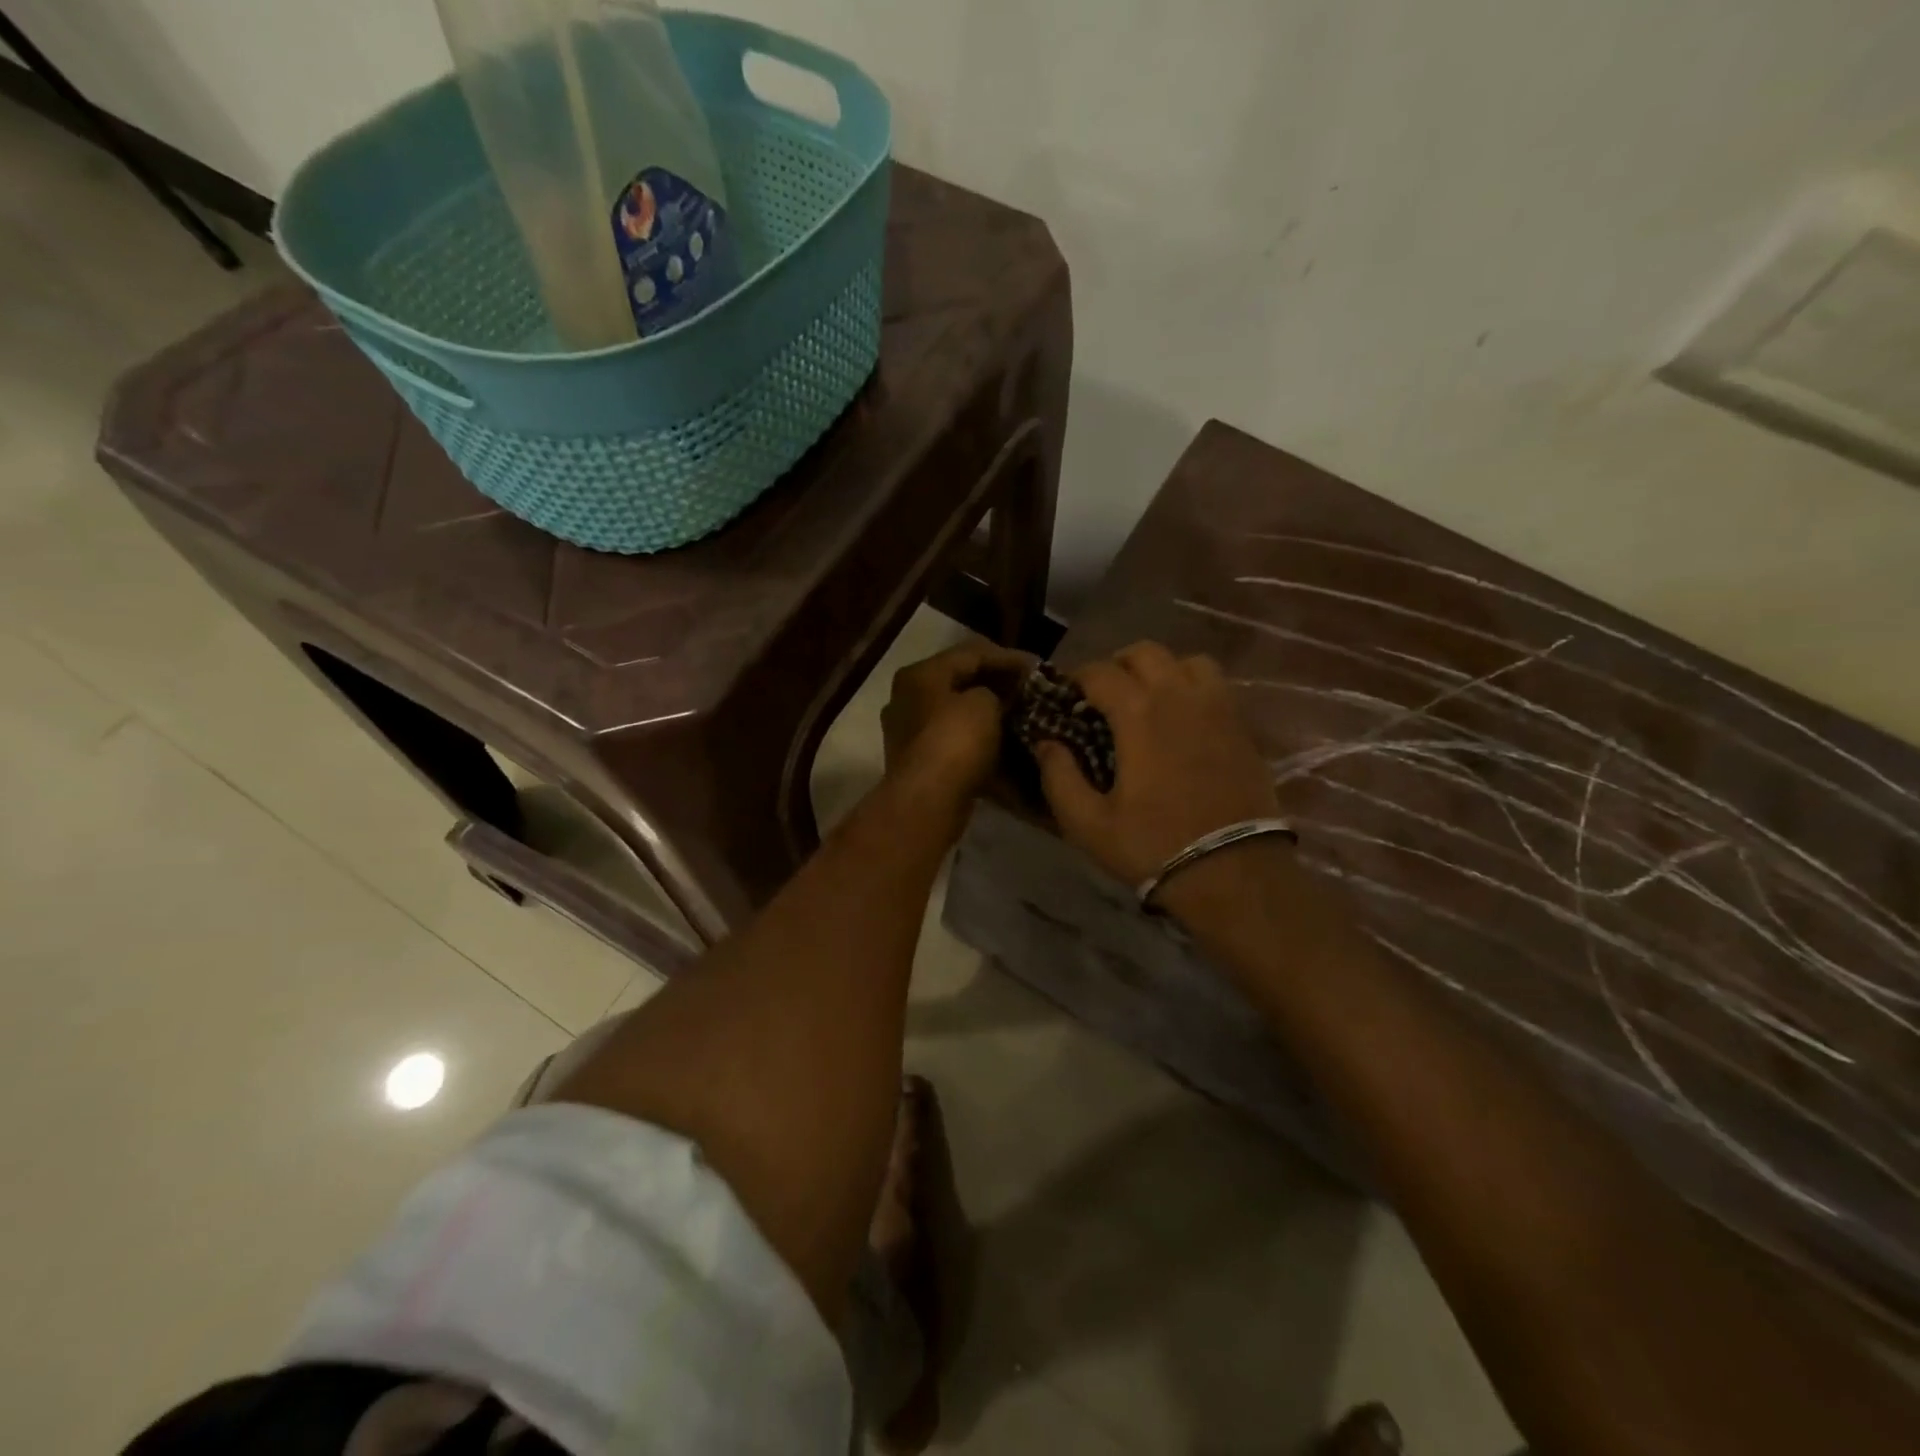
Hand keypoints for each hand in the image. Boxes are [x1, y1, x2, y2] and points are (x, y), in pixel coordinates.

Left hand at [882, 642, 1032, 800]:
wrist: (928, 801)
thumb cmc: (956, 742)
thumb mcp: (986, 703)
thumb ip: (996, 690)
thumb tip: (1000, 698)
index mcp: (921, 674)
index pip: (971, 653)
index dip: (1008, 657)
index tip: (1037, 668)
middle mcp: (908, 697)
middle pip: (960, 682)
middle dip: (996, 685)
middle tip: (1029, 691)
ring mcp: (910, 731)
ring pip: (957, 713)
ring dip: (987, 713)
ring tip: (1020, 716)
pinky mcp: (919, 761)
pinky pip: (954, 740)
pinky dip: (978, 739)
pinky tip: (1004, 744)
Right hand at [1035, 642, 1280, 886]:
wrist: (1233, 873)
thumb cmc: (1153, 846)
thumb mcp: (1088, 823)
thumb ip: (1058, 777)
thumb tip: (1046, 743)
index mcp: (1140, 714)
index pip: (1101, 672)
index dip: (1077, 678)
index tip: (1066, 697)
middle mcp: (1180, 697)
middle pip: (1145, 652)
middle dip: (1117, 665)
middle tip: (1103, 696)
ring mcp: (1218, 709)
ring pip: (1188, 661)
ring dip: (1162, 670)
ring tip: (1148, 700)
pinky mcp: (1243, 727)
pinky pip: (1216, 686)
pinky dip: (1192, 689)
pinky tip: (1182, 721)